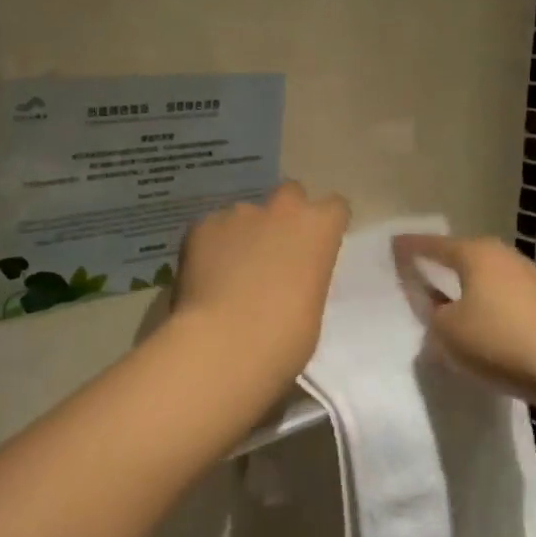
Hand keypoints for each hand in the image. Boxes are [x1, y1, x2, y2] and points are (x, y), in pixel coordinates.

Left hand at [171, 182, 349, 385]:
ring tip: (231, 270)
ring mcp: (237, 213)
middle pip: (290, 193)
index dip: (325, 224)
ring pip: (245, 214)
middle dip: (285, 214)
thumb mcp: (312, 304)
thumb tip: (287, 277)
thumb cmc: (285, 337)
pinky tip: (205, 276)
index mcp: (317, 228)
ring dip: (244, 233)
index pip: (334, 207)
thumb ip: (304, 275)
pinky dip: (211, 246)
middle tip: (275, 249)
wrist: (225, 343)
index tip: (318, 244)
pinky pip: (211, 230)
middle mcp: (280, 209)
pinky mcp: (201, 225)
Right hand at [391, 234, 535, 402]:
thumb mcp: (446, 332)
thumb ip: (432, 315)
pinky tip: (483, 319)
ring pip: (486, 275)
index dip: (410, 247)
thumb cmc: (497, 341)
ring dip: (468, 286)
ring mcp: (527, 276)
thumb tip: (437, 310)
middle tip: (422, 271)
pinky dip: (488, 302)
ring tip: (451, 299)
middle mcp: (501, 255)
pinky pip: (504, 295)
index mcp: (473, 253)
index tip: (394, 245)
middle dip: (443, 263)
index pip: (432, 245)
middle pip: (463, 255)